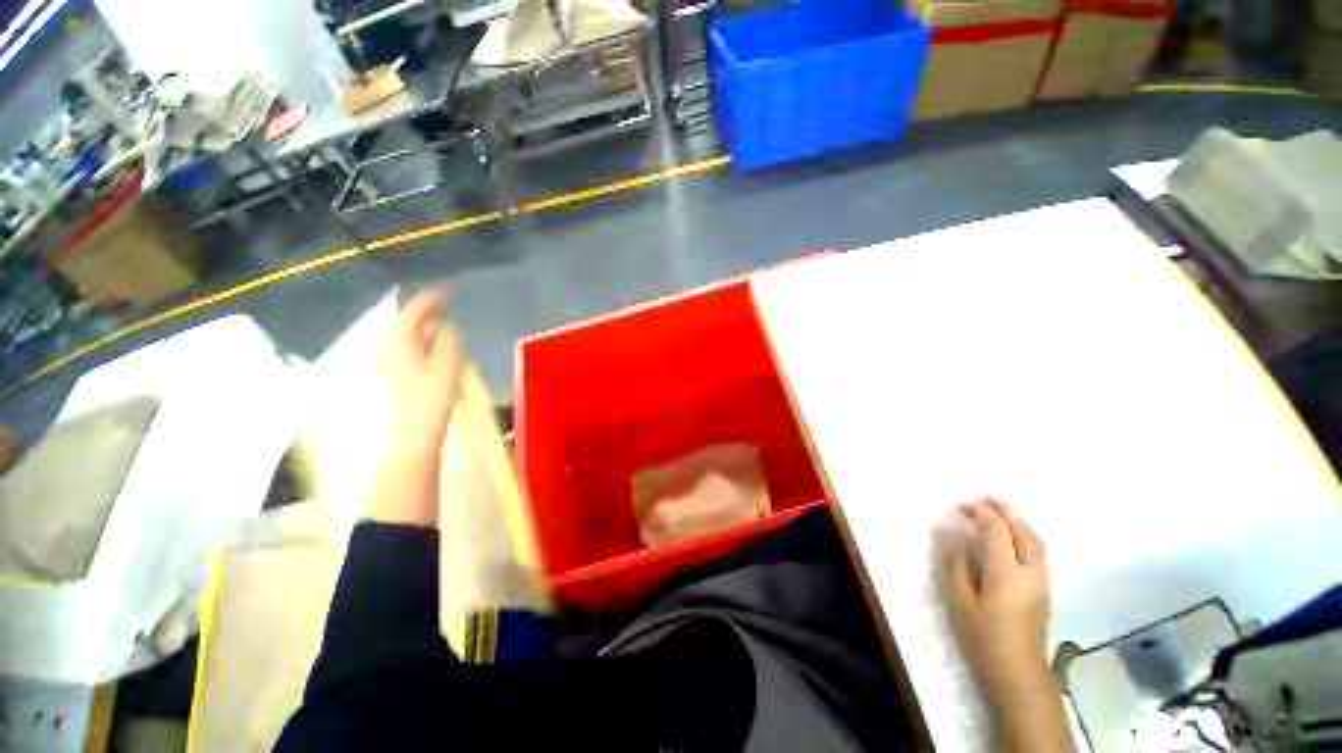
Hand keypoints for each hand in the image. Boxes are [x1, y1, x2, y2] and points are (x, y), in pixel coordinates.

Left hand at [379, 288, 463, 457]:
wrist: (417, 425)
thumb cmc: (435, 391)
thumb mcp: (449, 359)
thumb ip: (447, 335)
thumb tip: (445, 324)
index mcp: (400, 337)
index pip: (416, 309)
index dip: (434, 297)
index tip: (449, 290)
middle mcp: (387, 343)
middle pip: (408, 319)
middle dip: (429, 313)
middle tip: (450, 310)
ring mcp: (386, 357)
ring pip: (408, 333)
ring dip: (426, 328)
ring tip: (446, 329)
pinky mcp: (391, 369)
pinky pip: (407, 345)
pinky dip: (421, 341)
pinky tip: (435, 348)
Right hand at [945, 498, 1050, 700]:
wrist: (1018, 673)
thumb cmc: (983, 636)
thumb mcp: (959, 600)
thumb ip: (956, 562)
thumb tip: (954, 533)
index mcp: (1007, 572)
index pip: (997, 530)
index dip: (981, 514)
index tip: (962, 506)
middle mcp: (1030, 571)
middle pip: (1022, 531)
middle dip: (1004, 512)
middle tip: (983, 498)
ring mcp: (1041, 581)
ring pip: (1034, 541)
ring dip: (1016, 522)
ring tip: (996, 512)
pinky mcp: (1043, 589)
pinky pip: (1036, 551)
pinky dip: (1023, 535)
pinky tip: (1009, 538)